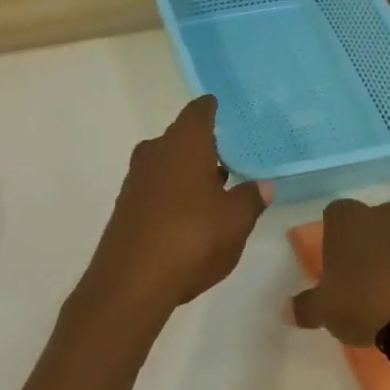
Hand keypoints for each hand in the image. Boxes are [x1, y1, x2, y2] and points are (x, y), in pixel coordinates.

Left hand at [86, 97, 269, 313]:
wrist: (131, 281)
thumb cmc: (191, 238)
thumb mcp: (235, 221)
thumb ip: (251, 198)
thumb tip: (263, 185)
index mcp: (184, 144)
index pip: (198, 112)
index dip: (211, 109)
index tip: (222, 108)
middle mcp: (155, 153)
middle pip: (181, 138)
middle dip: (204, 146)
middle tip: (231, 154)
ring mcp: (136, 180)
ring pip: (167, 164)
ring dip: (188, 172)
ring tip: (217, 187)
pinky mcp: (126, 207)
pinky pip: (156, 188)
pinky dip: (174, 193)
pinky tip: (191, 213)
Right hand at [288, 198, 389, 345]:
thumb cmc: (366, 303)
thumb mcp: (327, 311)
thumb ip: (306, 307)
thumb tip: (286, 311)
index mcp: (349, 221)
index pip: (335, 213)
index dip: (334, 235)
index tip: (335, 262)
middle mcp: (386, 214)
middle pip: (373, 221)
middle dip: (369, 242)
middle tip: (365, 277)